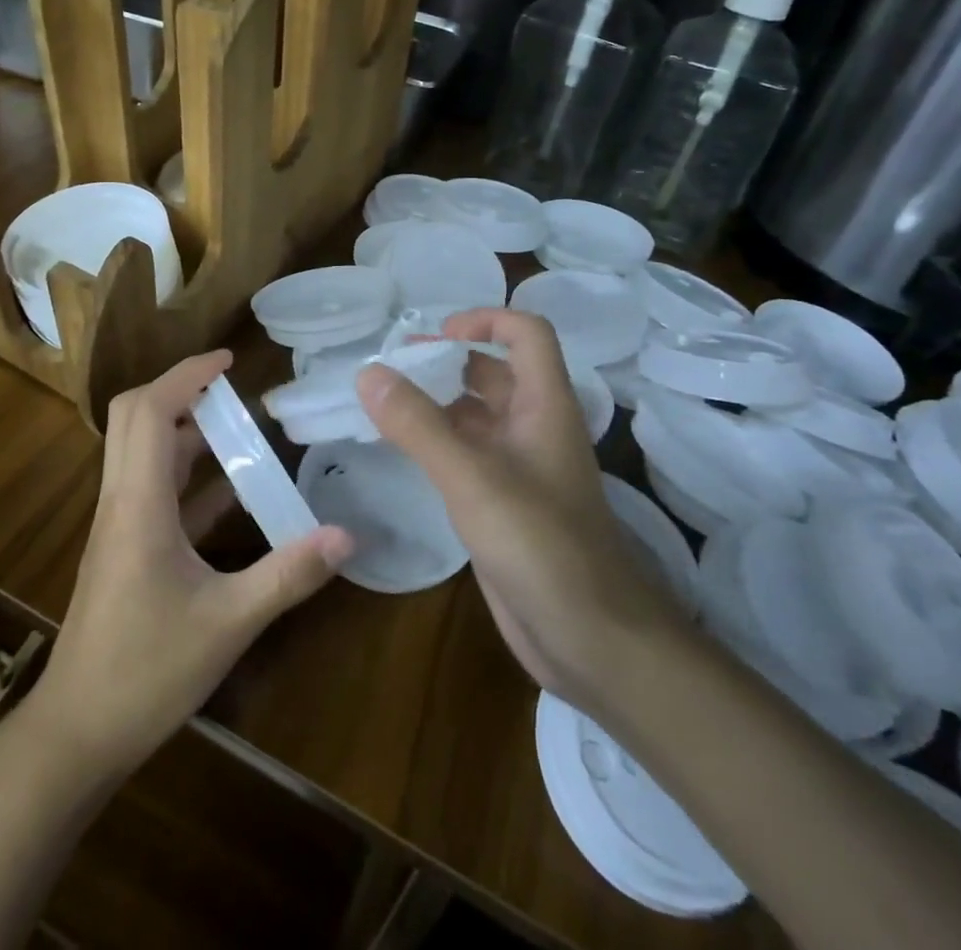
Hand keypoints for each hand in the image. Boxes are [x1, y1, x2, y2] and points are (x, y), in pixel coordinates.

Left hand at [19, 350, 353, 783]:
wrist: (78, 730)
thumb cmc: (146, 671)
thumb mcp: (228, 623)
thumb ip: (288, 574)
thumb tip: (346, 535)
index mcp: (139, 503)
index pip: (152, 410)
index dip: (187, 374)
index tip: (228, 359)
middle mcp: (122, 500)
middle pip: (135, 416)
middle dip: (182, 390)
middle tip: (232, 391)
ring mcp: (119, 523)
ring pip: (142, 450)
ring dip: (186, 430)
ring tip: (240, 430)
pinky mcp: (124, 546)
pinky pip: (153, 489)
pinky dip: (187, 474)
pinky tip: (230, 491)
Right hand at [355, 309, 682, 712]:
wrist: (591, 641)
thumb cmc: (541, 546)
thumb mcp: (473, 478)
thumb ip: (418, 424)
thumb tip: (368, 372)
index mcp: (544, 406)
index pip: (526, 334)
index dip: (484, 320)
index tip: (433, 336)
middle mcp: (534, 428)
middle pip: (493, 371)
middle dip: (445, 361)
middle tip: (390, 368)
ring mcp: (520, 468)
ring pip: (475, 415)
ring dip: (434, 402)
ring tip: (381, 404)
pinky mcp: (503, 504)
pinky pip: (465, 455)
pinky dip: (434, 442)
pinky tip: (399, 450)